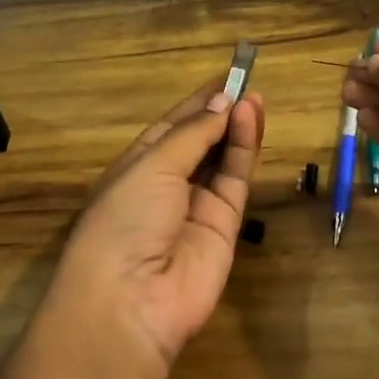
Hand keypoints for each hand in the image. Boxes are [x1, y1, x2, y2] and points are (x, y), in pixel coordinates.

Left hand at [51, 79, 264, 370]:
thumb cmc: (125, 219)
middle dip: (219, 112)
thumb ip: (192, 134)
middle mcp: (166, 185)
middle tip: (245, 82)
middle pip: (199, 141)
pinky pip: (236, 180)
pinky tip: (251, 120)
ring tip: (253, 96)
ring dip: (236, 127)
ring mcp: (196, 206)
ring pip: (222, 159)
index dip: (196, 103)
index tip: (225, 78)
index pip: (171, 127)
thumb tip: (222, 103)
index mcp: (136, 167)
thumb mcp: (151, 165)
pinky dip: (244, 150)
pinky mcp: (225, 225)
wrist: (132, 300)